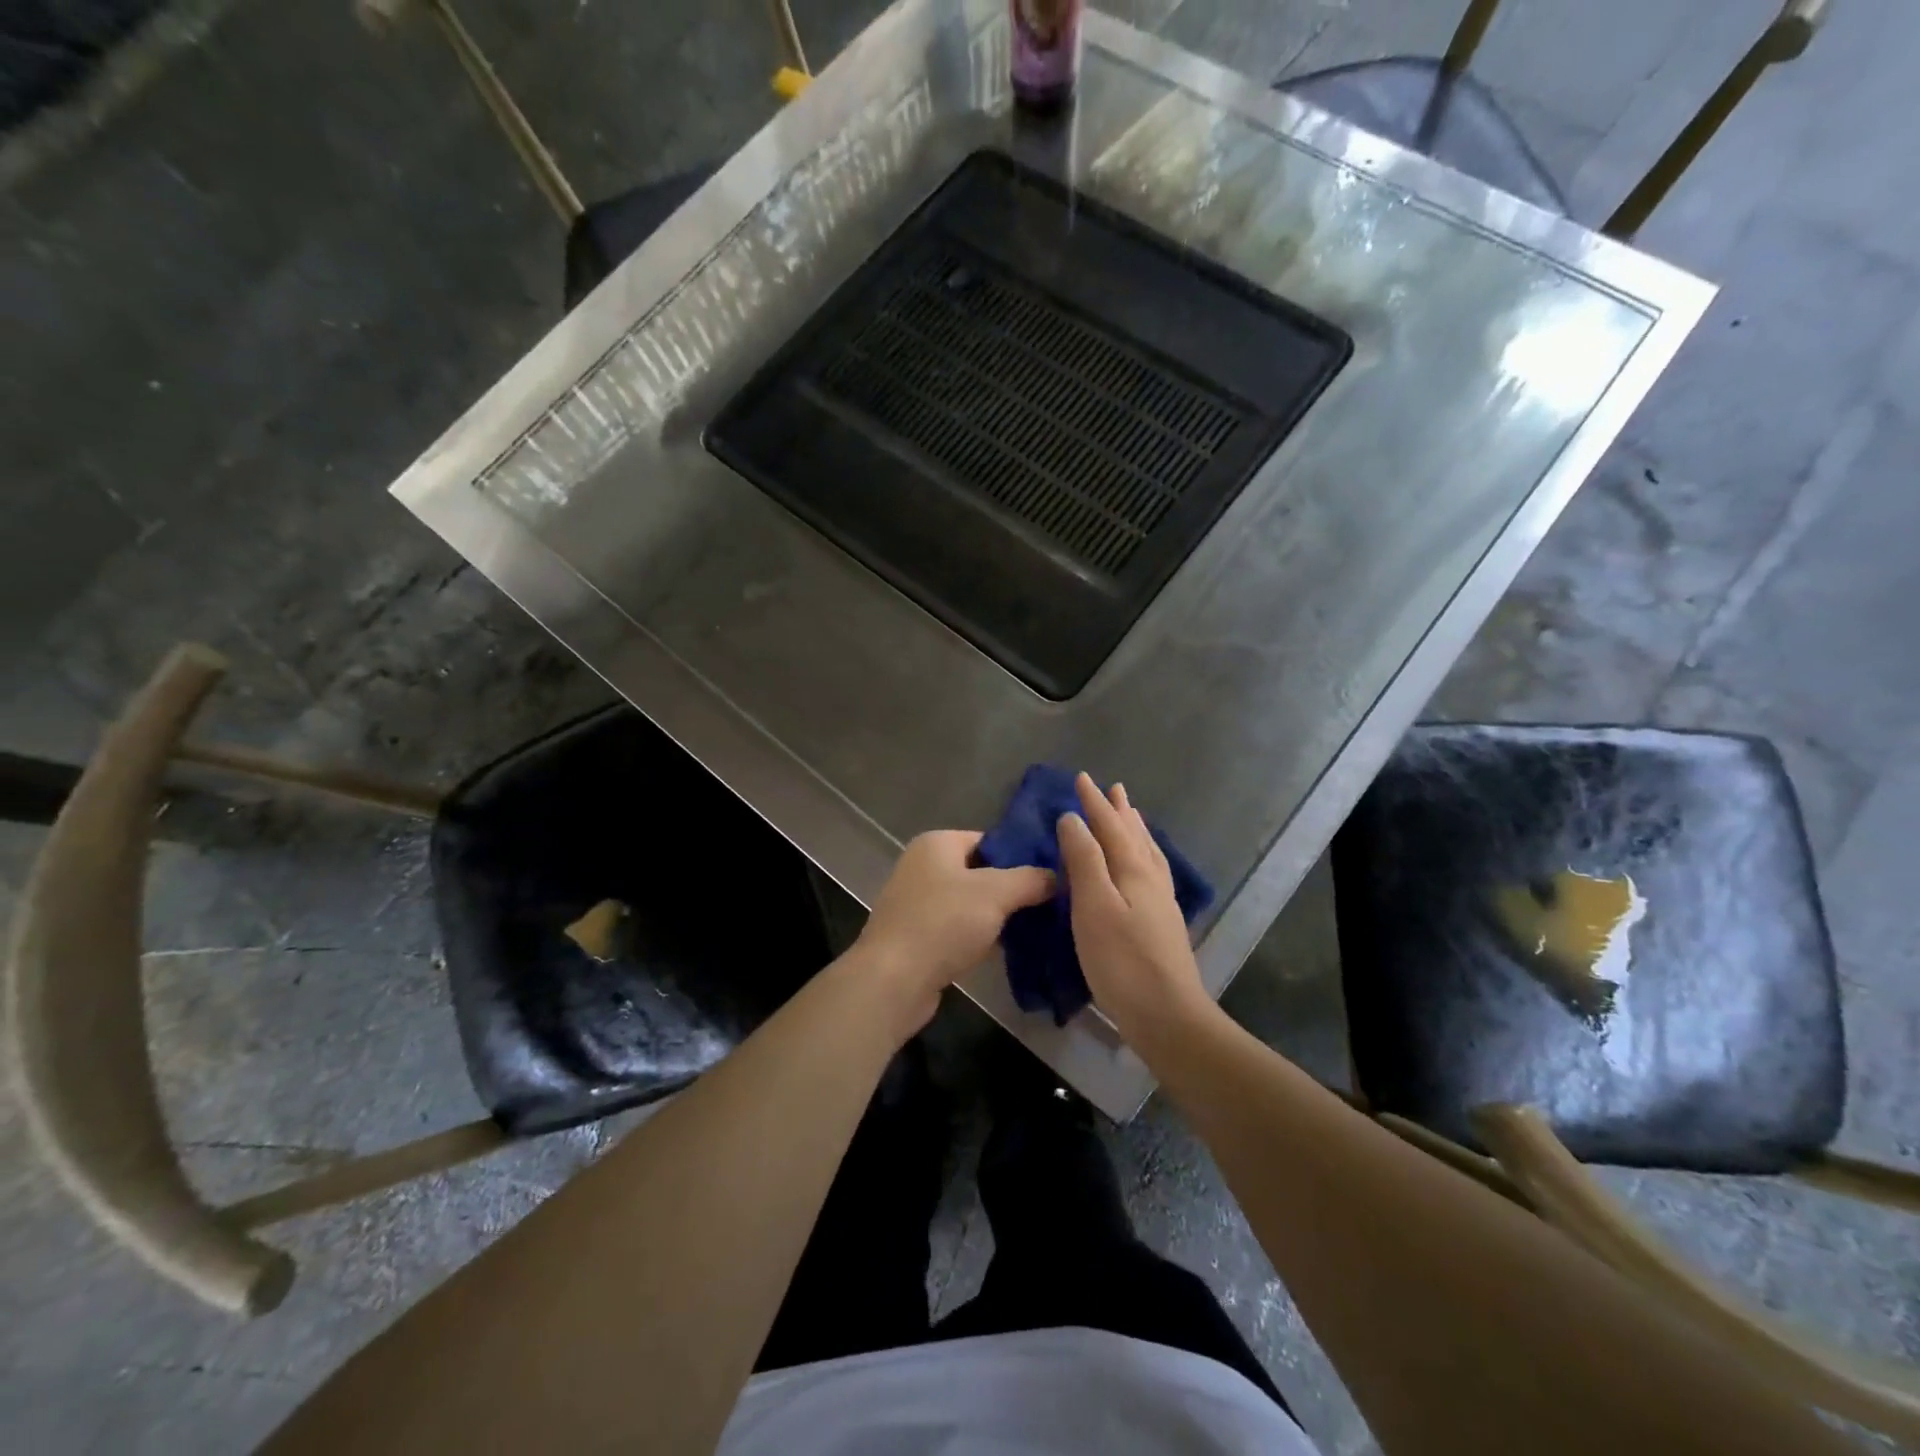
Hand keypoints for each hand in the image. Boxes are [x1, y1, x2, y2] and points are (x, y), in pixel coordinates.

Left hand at [850, 830, 1055, 1034]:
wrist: (893, 980)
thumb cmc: (943, 923)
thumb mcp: (996, 893)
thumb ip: (1031, 879)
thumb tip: (1056, 876)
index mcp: (936, 844)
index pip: (989, 840)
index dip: (1021, 855)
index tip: (1053, 874)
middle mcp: (923, 866)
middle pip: (981, 872)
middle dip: (1013, 888)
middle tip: (1052, 903)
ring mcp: (918, 903)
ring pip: (971, 903)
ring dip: (999, 916)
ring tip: (1039, 927)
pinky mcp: (918, 937)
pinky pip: (959, 929)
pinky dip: (981, 936)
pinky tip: (1010, 950)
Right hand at [1057, 773, 1209, 1041]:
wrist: (1168, 1016)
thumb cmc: (1121, 961)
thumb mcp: (1094, 907)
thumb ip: (1084, 860)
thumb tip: (1073, 818)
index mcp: (1132, 870)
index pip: (1110, 826)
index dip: (1094, 803)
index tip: (1081, 778)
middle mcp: (1150, 878)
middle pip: (1133, 835)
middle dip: (1119, 811)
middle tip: (1114, 788)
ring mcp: (1161, 902)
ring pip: (1147, 853)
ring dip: (1136, 830)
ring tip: (1132, 815)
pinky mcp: (1163, 923)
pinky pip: (1153, 871)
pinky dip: (1145, 856)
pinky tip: (1145, 867)